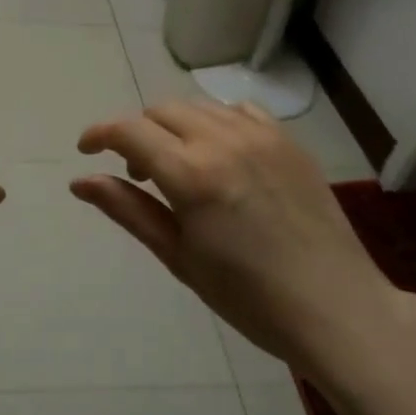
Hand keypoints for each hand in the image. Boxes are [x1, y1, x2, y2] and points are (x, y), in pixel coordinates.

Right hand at [72, 100, 414, 369]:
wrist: (335, 307)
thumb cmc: (247, 296)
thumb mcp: (178, 256)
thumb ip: (128, 210)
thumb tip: (80, 181)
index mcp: (191, 174)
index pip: (130, 131)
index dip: (99, 134)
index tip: (86, 150)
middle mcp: (224, 141)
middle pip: (162, 111)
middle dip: (137, 132)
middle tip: (136, 172)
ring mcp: (262, 136)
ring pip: (199, 107)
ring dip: (175, 126)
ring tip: (178, 166)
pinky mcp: (289, 142)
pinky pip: (240, 112)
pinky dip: (216, 123)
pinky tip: (221, 155)